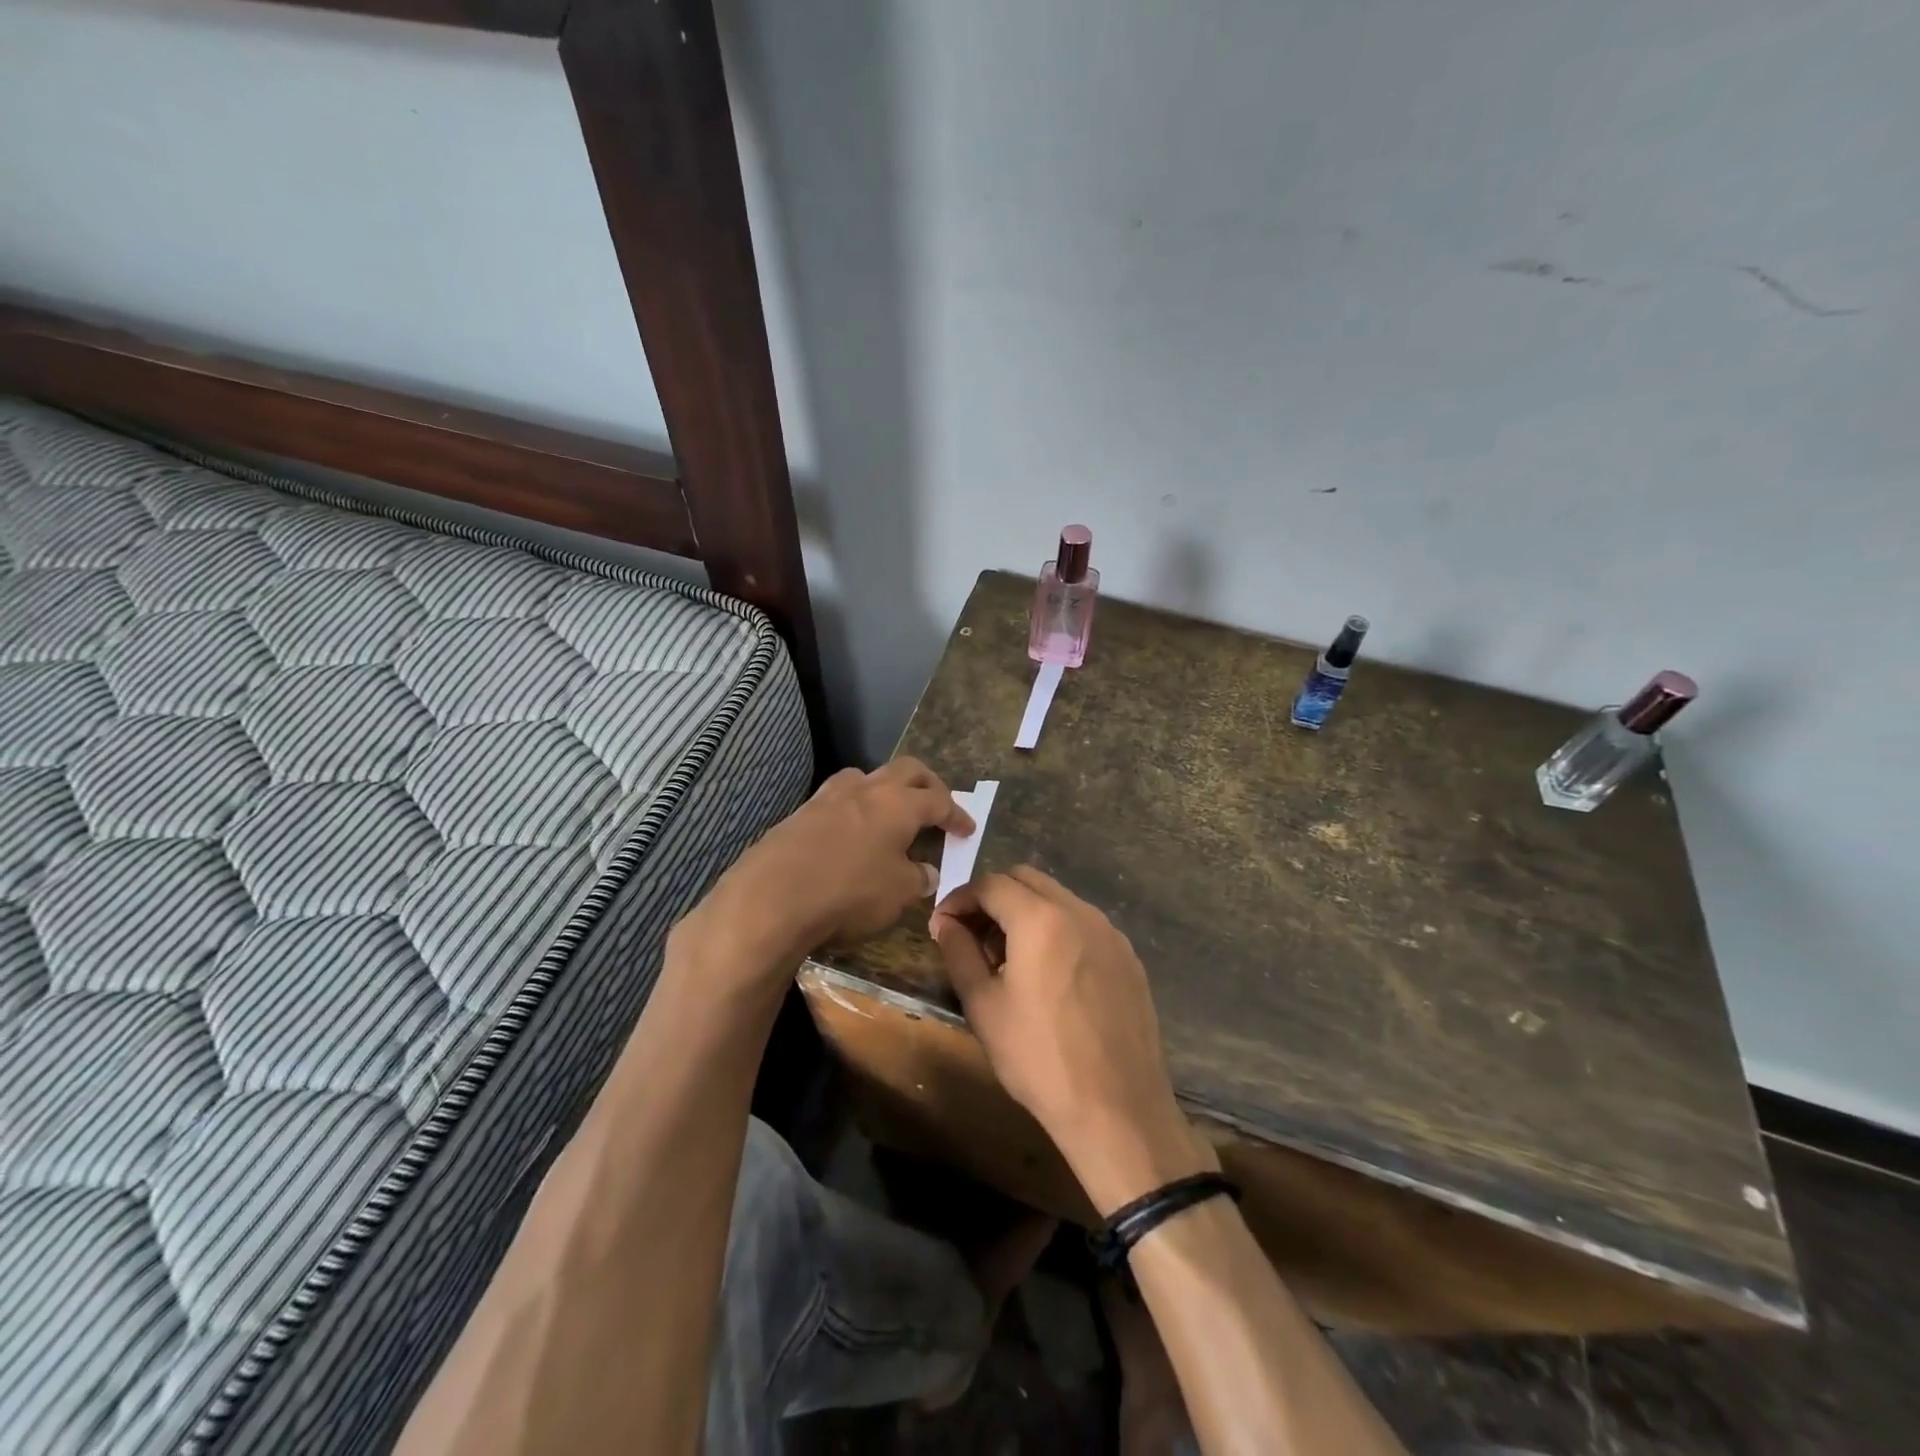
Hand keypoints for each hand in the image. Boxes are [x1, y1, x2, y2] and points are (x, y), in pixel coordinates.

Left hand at [688, 758, 973, 976]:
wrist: (771, 898)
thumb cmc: (848, 893)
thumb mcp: (897, 894)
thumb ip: (918, 878)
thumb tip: (926, 872)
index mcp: (899, 803)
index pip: (939, 800)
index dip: (957, 814)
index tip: (967, 829)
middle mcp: (866, 789)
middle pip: (907, 770)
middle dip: (928, 784)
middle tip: (938, 805)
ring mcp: (829, 796)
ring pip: (867, 777)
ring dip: (887, 789)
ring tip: (891, 812)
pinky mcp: (800, 813)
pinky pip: (838, 798)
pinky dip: (855, 807)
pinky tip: (852, 832)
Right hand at [930, 867, 1216, 1213]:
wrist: (1117, 1109)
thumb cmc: (1039, 1058)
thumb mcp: (983, 1005)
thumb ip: (959, 952)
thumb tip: (946, 923)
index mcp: (1040, 919)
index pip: (991, 884)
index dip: (960, 898)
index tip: (943, 925)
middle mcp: (1080, 912)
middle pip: (1026, 880)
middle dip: (993, 898)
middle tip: (973, 937)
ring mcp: (1110, 933)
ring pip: (1058, 899)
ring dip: (1025, 912)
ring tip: (1008, 959)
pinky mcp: (1129, 957)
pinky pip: (1083, 924)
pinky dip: (1056, 930)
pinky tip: (1048, 975)